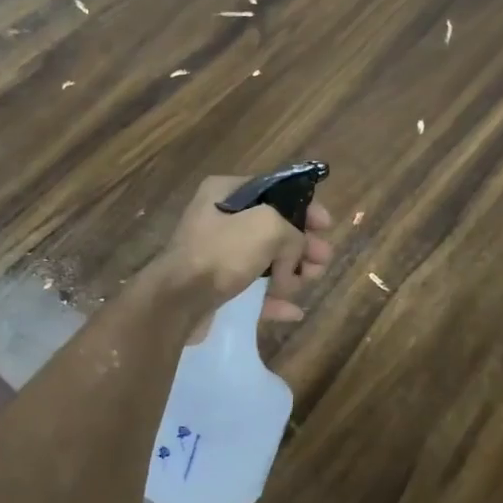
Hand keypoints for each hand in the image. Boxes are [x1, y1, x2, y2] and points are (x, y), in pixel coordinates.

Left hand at [146, 175, 333, 335]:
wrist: (177, 302)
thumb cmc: (221, 253)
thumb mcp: (267, 227)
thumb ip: (293, 232)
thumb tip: (295, 254)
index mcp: (226, 192)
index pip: (275, 191)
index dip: (304, 207)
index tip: (326, 225)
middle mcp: (219, 219)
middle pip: (274, 228)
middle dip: (302, 244)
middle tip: (322, 260)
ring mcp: (216, 254)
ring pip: (266, 260)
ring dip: (291, 272)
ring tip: (308, 283)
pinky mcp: (216, 287)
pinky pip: (253, 289)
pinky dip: (273, 298)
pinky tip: (293, 311)